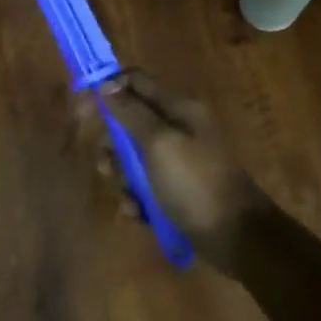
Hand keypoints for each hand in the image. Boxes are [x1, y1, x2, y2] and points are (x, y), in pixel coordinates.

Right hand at [81, 68, 269, 267]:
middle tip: (107, 165)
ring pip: (132, 158)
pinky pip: (143, 187)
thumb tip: (105, 84)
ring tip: (127, 196)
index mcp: (179, 109)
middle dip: (112, 145)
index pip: (135, 82)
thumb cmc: (195, 183)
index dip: (106, 90)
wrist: (237, 238)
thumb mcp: (159, 143)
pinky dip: (136, 199)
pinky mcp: (175, 191)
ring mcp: (177, 162)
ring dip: (122, 177)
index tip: (82, 111)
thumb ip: (130, 111)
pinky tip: (137, 214)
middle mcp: (178, 130)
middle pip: (129, 122)